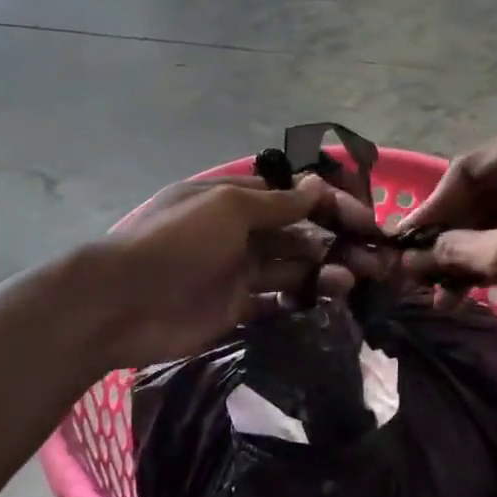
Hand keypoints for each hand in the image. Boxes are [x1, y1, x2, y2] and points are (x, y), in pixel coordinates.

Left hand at [90, 174, 380, 366]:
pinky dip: (302, 301)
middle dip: (336, 241)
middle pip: (298, 234)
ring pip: (293, 268)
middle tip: (374, 259)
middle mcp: (240, 233)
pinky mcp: (236, 310)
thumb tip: (318, 186)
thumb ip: (276, 203)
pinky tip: (327, 302)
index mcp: (235, 200)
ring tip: (351, 281)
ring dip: (324, 271)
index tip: (366, 221)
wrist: (122, 303)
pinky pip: (277, 302)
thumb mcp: (227, 208)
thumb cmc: (176, 242)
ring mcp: (238, 273)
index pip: (293, 197)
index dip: (330, 205)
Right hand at [398, 119, 496, 360]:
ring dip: (472, 252)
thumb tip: (408, 257)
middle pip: (485, 192)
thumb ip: (456, 252)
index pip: (468, 169)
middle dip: (451, 236)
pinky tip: (473, 288)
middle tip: (417, 271)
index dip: (430, 209)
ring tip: (441, 291)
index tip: (400, 242)